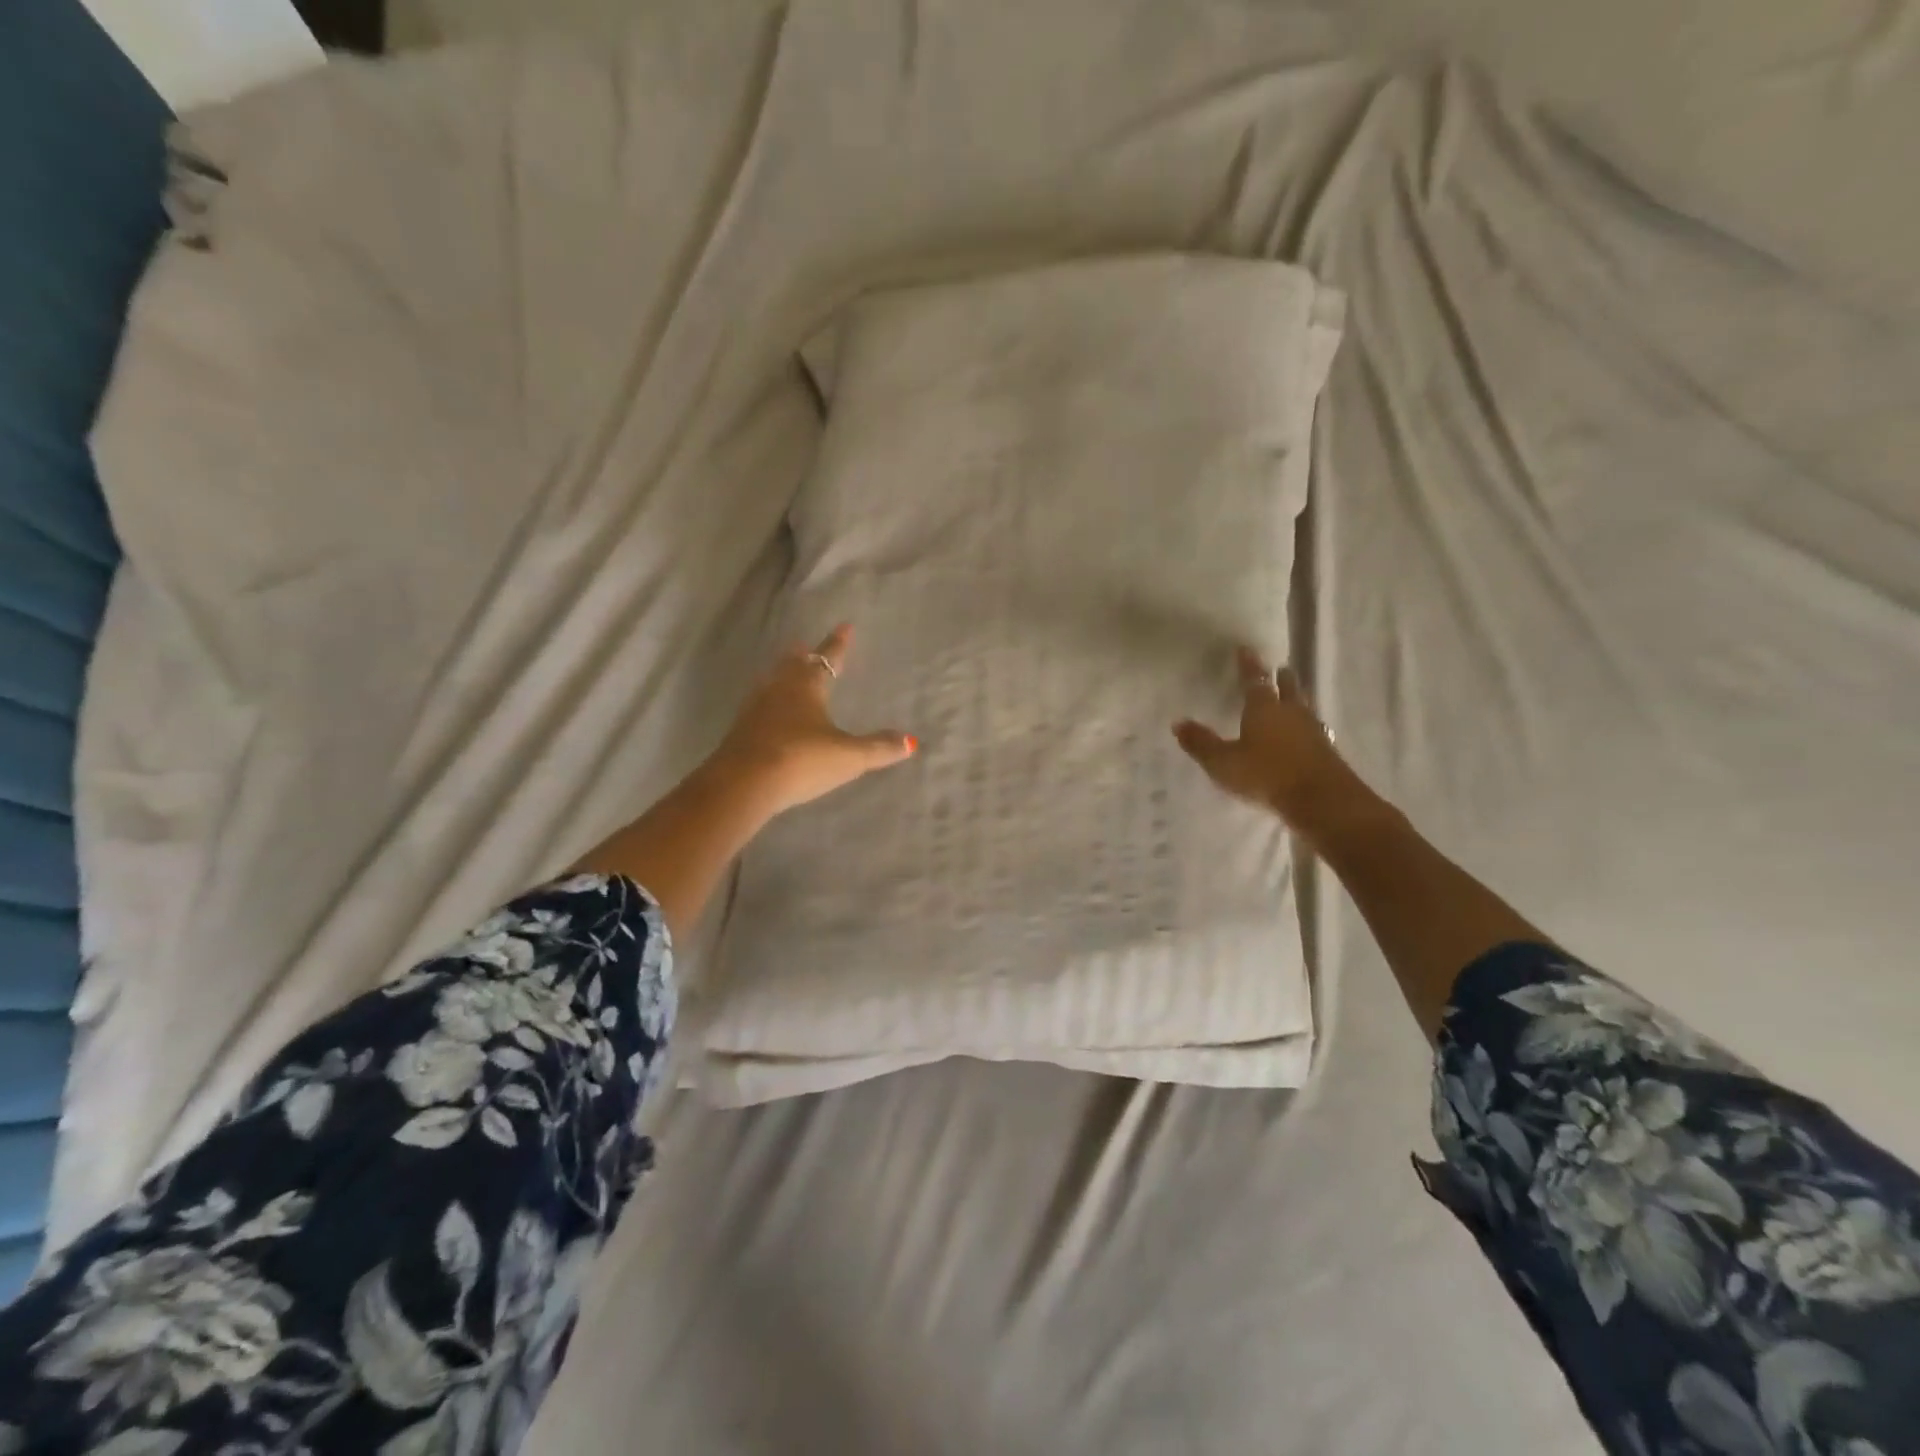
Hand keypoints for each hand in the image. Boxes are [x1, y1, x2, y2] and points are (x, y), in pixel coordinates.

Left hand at [707, 624, 917, 817]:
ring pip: (772, 682)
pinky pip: (758, 705)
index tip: (845, 626)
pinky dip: (769, 700)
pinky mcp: (740, 730)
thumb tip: (911, 741)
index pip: (827, 659)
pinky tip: (769, 711)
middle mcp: (779, 690)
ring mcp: (755, 709)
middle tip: (807, 645)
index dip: (838, 644)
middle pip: (793, 664)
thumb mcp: (848, 756)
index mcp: (807, 687)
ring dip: (783, 674)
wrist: (743, 784)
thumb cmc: (801, 761)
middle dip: (804, 655)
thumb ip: (878, 748)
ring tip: (788, 672)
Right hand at [1174, 647, 1362, 838]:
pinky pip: (1314, 729)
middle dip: (1281, 678)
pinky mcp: (1326, 751)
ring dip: (1298, 699)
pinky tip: (1307, 732)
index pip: (1254, 681)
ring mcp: (1312, 732)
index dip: (1249, 666)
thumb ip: (1201, 743)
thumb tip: (1178, 722)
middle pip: (1287, 689)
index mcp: (1263, 709)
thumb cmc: (1265, 775)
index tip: (1246, 649)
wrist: (1320, 799)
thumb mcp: (1223, 762)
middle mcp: (1290, 713)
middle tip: (1281, 668)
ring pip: (1304, 707)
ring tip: (1295, 695)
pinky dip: (1307, 725)